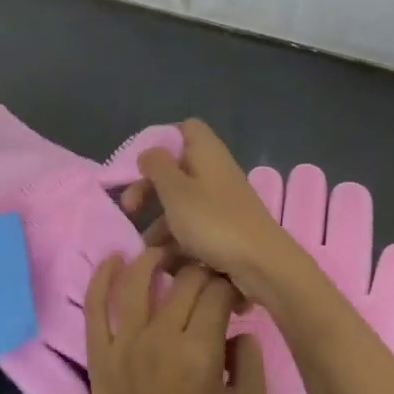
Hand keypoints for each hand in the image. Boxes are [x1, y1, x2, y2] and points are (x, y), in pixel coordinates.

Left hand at [86, 248, 266, 393]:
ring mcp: (124, 341)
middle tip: (210, 279)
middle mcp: (160, 336)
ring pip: (138, 279)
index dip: (232, 286)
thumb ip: (251, 360)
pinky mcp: (99, 351)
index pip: (217, 292)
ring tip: (167, 254)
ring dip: (155, 258)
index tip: (237, 297)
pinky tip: (114, 259)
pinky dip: (103, 277)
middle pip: (184, 280)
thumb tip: (237, 328)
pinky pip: (96, 304)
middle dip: (203, 270)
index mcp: (200, 351)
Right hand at [121, 120, 298, 303]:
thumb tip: (149, 153)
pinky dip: (176, 239)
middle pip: (177, 169)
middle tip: (130, 208)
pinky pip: (194, 226)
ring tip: (143, 246)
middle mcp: (216, 172)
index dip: (162, 140)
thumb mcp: (176, 191)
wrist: (263, 264)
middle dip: (149, 188)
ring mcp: (222, 202)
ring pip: (182, 202)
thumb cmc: (214, 221)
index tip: (140, 164)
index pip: (186, 129)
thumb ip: (157, 166)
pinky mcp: (226, 229)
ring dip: (159, 220)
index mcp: (207, 153)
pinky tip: (163, 261)